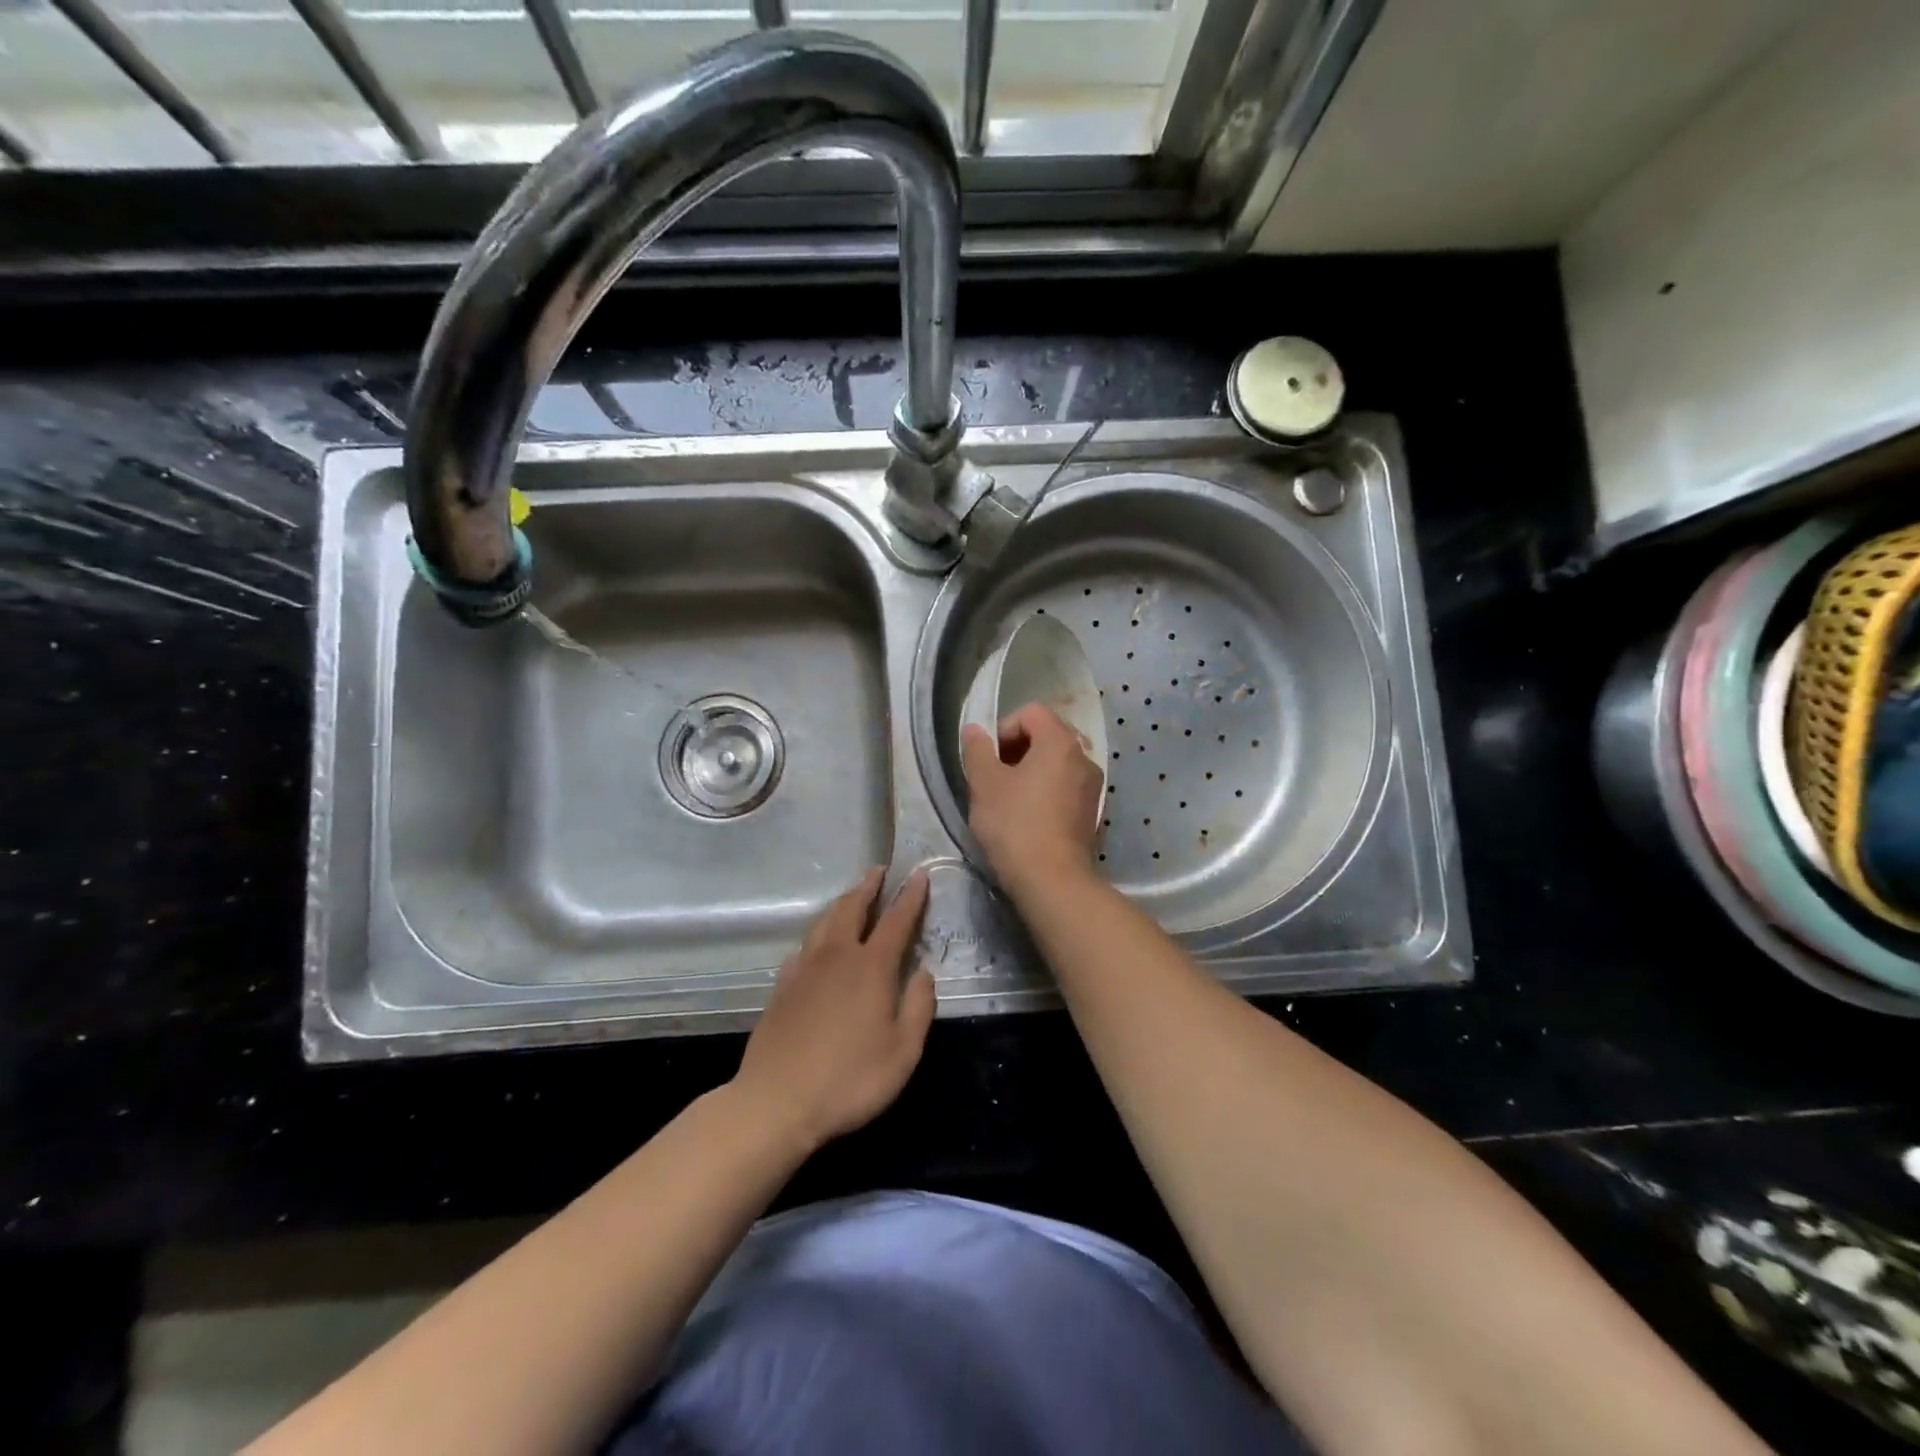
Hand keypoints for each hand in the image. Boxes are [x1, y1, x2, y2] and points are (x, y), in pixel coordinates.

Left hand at [732, 868, 935, 1152]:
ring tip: (852, 896)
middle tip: (880, 871)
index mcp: (871, 967)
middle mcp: (837, 956)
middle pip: (852, 908)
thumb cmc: (849, 1079)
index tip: (918, 874)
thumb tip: (923, 973)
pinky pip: (803, 946)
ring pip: (824, 921)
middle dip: (869, 886)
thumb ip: (919, 1007)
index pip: (896, 920)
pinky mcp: (781, 987)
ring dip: (842, 903)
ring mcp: (804, 969)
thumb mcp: (903, 1052)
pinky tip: (817, 944)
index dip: (910, 896)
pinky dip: (818, 934)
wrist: (776, 1101)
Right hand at [961, 703, 1103, 892]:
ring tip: (1009, 799)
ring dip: (1031, 772)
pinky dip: (1046, 791)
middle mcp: (1084, 757)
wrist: (1052, 881)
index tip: (989, 759)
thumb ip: (977, 750)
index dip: (1004, 728)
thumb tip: (975, 730)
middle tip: (995, 776)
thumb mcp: (984, 784)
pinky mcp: (1093, 813)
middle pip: (1047, 735)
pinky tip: (1028, 818)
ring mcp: (1093, 787)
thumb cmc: (1015, 825)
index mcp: (1060, 742)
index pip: (1031, 713)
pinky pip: (1066, 787)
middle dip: (1017, 749)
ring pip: (1057, 764)